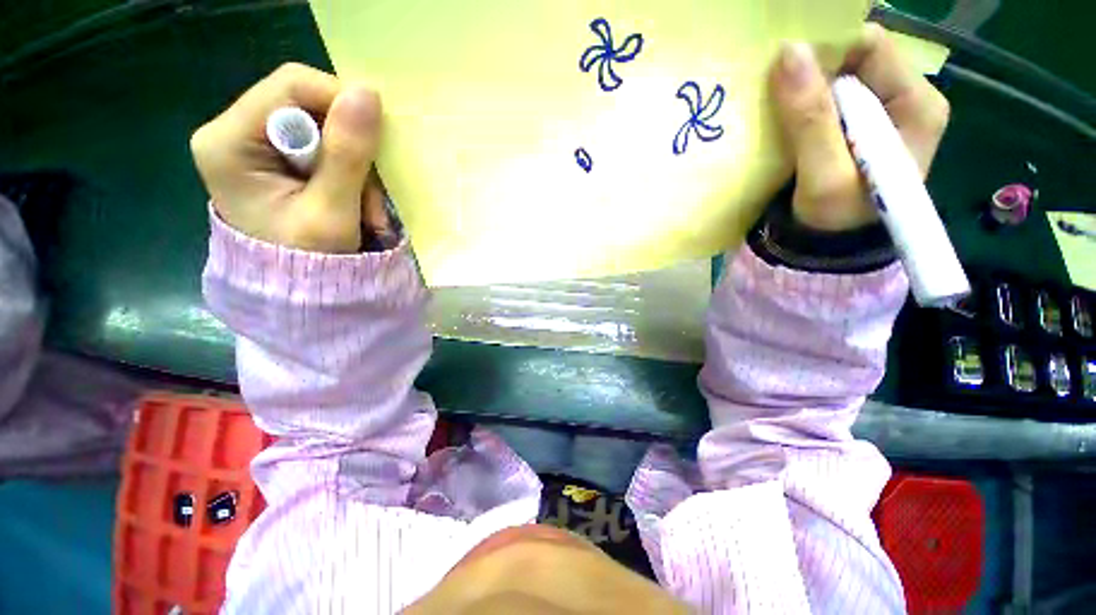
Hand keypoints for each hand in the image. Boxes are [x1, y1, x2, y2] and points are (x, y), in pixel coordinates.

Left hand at [191, 63, 391, 252]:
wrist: (299, 295)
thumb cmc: (309, 263)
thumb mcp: (331, 212)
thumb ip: (347, 155)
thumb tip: (369, 94)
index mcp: (229, 142)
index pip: (290, 87)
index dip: (341, 102)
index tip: (377, 140)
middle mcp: (235, 133)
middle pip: (308, 107)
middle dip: (353, 148)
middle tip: (372, 194)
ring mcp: (255, 146)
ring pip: (324, 130)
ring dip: (358, 168)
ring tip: (368, 212)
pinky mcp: (276, 160)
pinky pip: (325, 148)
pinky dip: (352, 174)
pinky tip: (358, 205)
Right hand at [771, 23, 950, 231]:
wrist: (829, 246)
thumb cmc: (836, 218)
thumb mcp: (826, 175)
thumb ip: (811, 119)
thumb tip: (788, 52)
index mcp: (917, 104)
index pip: (873, 46)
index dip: (828, 49)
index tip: (785, 65)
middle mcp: (904, 99)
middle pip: (855, 58)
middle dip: (813, 66)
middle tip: (773, 85)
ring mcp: (880, 113)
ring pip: (838, 77)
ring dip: (803, 85)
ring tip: (772, 101)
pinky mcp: (856, 127)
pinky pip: (827, 99)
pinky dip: (802, 102)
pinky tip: (783, 115)